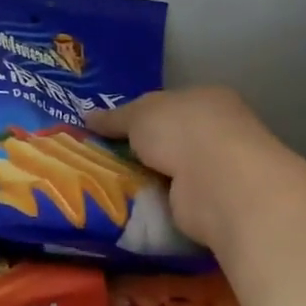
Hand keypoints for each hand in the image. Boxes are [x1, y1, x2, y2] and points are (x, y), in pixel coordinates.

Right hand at [88, 86, 305, 254]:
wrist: (218, 183)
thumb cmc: (182, 131)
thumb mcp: (138, 115)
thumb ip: (114, 117)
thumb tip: (87, 117)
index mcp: (206, 99)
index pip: (168, 104)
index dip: (138, 115)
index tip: (108, 130)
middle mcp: (217, 131)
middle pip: (168, 139)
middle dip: (139, 150)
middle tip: (99, 159)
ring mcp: (217, 169)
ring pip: (170, 171)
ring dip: (145, 178)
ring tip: (104, 184)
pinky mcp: (212, 203)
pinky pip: (173, 199)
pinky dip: (154, 202)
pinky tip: (128, 205)